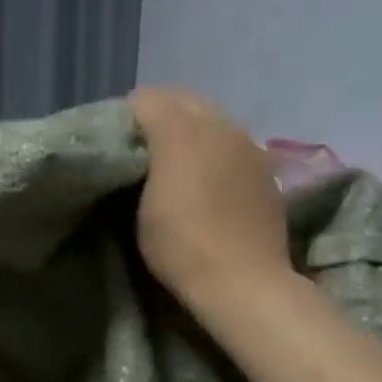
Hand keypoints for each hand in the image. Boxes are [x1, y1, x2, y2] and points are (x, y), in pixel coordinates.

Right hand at [131, 87, 292, 308]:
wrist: (244, 281)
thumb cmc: (181, 246)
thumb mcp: (142, 206)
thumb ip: (140, 161)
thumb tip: (141, 142)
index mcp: (182, 129)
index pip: (145, 99)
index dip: (126, 116)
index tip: (116, 143)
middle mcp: (219, 125)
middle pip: (182, 99)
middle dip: (160, 114)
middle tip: (142, 148)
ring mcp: (248, 144)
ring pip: (211, 118)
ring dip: (190, 130)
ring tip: (176, 163)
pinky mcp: (265, 167)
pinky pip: (232, 142)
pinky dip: (215, 149)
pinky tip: (209, 179)